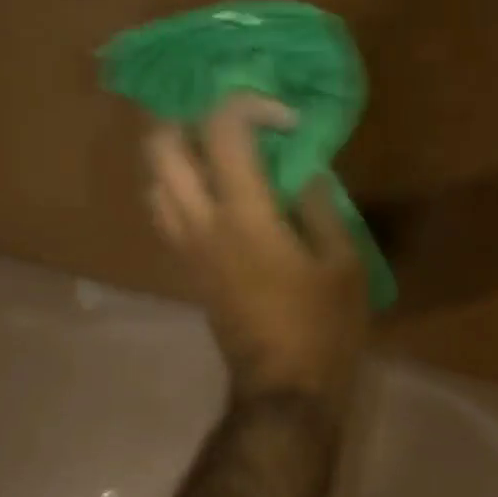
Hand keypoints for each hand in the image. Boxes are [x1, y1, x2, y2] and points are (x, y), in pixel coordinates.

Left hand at [146, 92, 368, 403]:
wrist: (285, 391)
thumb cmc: (323, 327)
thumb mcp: (344, 263)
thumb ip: (322, 206)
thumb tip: (304, 173)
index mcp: (244, 215)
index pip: (223, 130)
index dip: (251, 105)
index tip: (287, 121)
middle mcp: (201, 223)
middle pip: (162, 147)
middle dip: (192, 118)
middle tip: (234, 125)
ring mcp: (186, 248)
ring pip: (154, 180)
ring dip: (181, 155)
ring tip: (223, 157)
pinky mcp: (186, 270)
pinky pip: (165, 212)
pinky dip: (181, 187)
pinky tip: (219, 196)